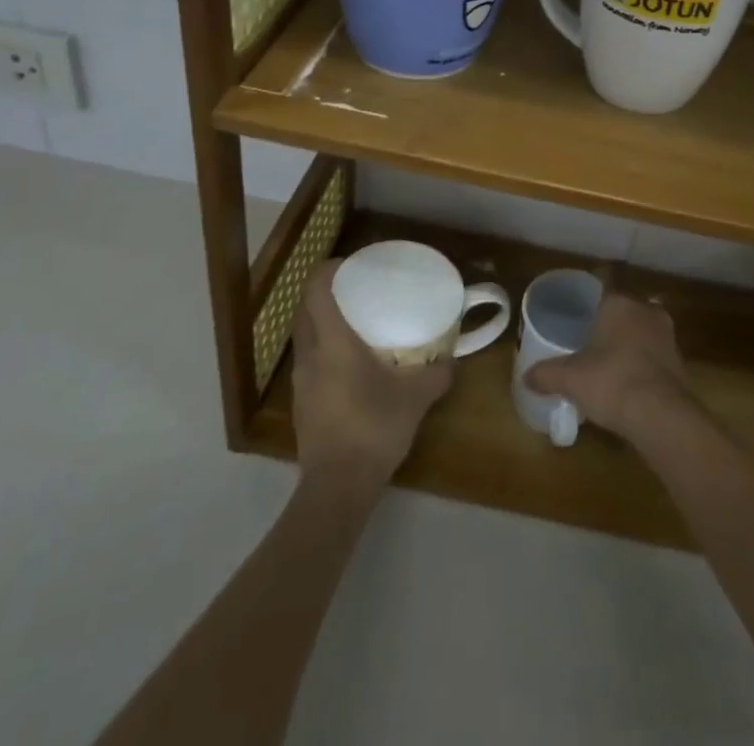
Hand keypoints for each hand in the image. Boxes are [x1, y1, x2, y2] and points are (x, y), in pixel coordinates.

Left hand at [290, 263, 452, 495]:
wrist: (337, 488)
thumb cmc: (374, 429)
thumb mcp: (416, 398)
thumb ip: (437, 373)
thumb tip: (453, 359)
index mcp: (333, 343)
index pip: (315, 291)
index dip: (327, 270)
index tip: (349, 264)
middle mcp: (310, 356)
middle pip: (305, 310)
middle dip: (324, 294)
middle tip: (355, 290)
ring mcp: (300, 382)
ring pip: (304, 337)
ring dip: (322, 323)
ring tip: (354, 324)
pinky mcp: (301, 404)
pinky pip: (308, 362)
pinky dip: (323, 351)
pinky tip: (349, 365)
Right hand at [525, 293, 691, 444]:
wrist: (662, 416)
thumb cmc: (612, 382)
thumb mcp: (571, 379)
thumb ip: (547, 374)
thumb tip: (525, 376)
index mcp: (619, 303)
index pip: (601, 289)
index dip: (588, 302)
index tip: (577, 315)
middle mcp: (645, 310)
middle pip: (623, 310)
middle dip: (609, 324)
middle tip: (589, 341)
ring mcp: (667, 335)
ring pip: (641, 332)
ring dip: (629, 344)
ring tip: (609, 363)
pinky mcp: (680, 361)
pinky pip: (654, 355)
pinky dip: (643, 364)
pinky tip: (630, 382)